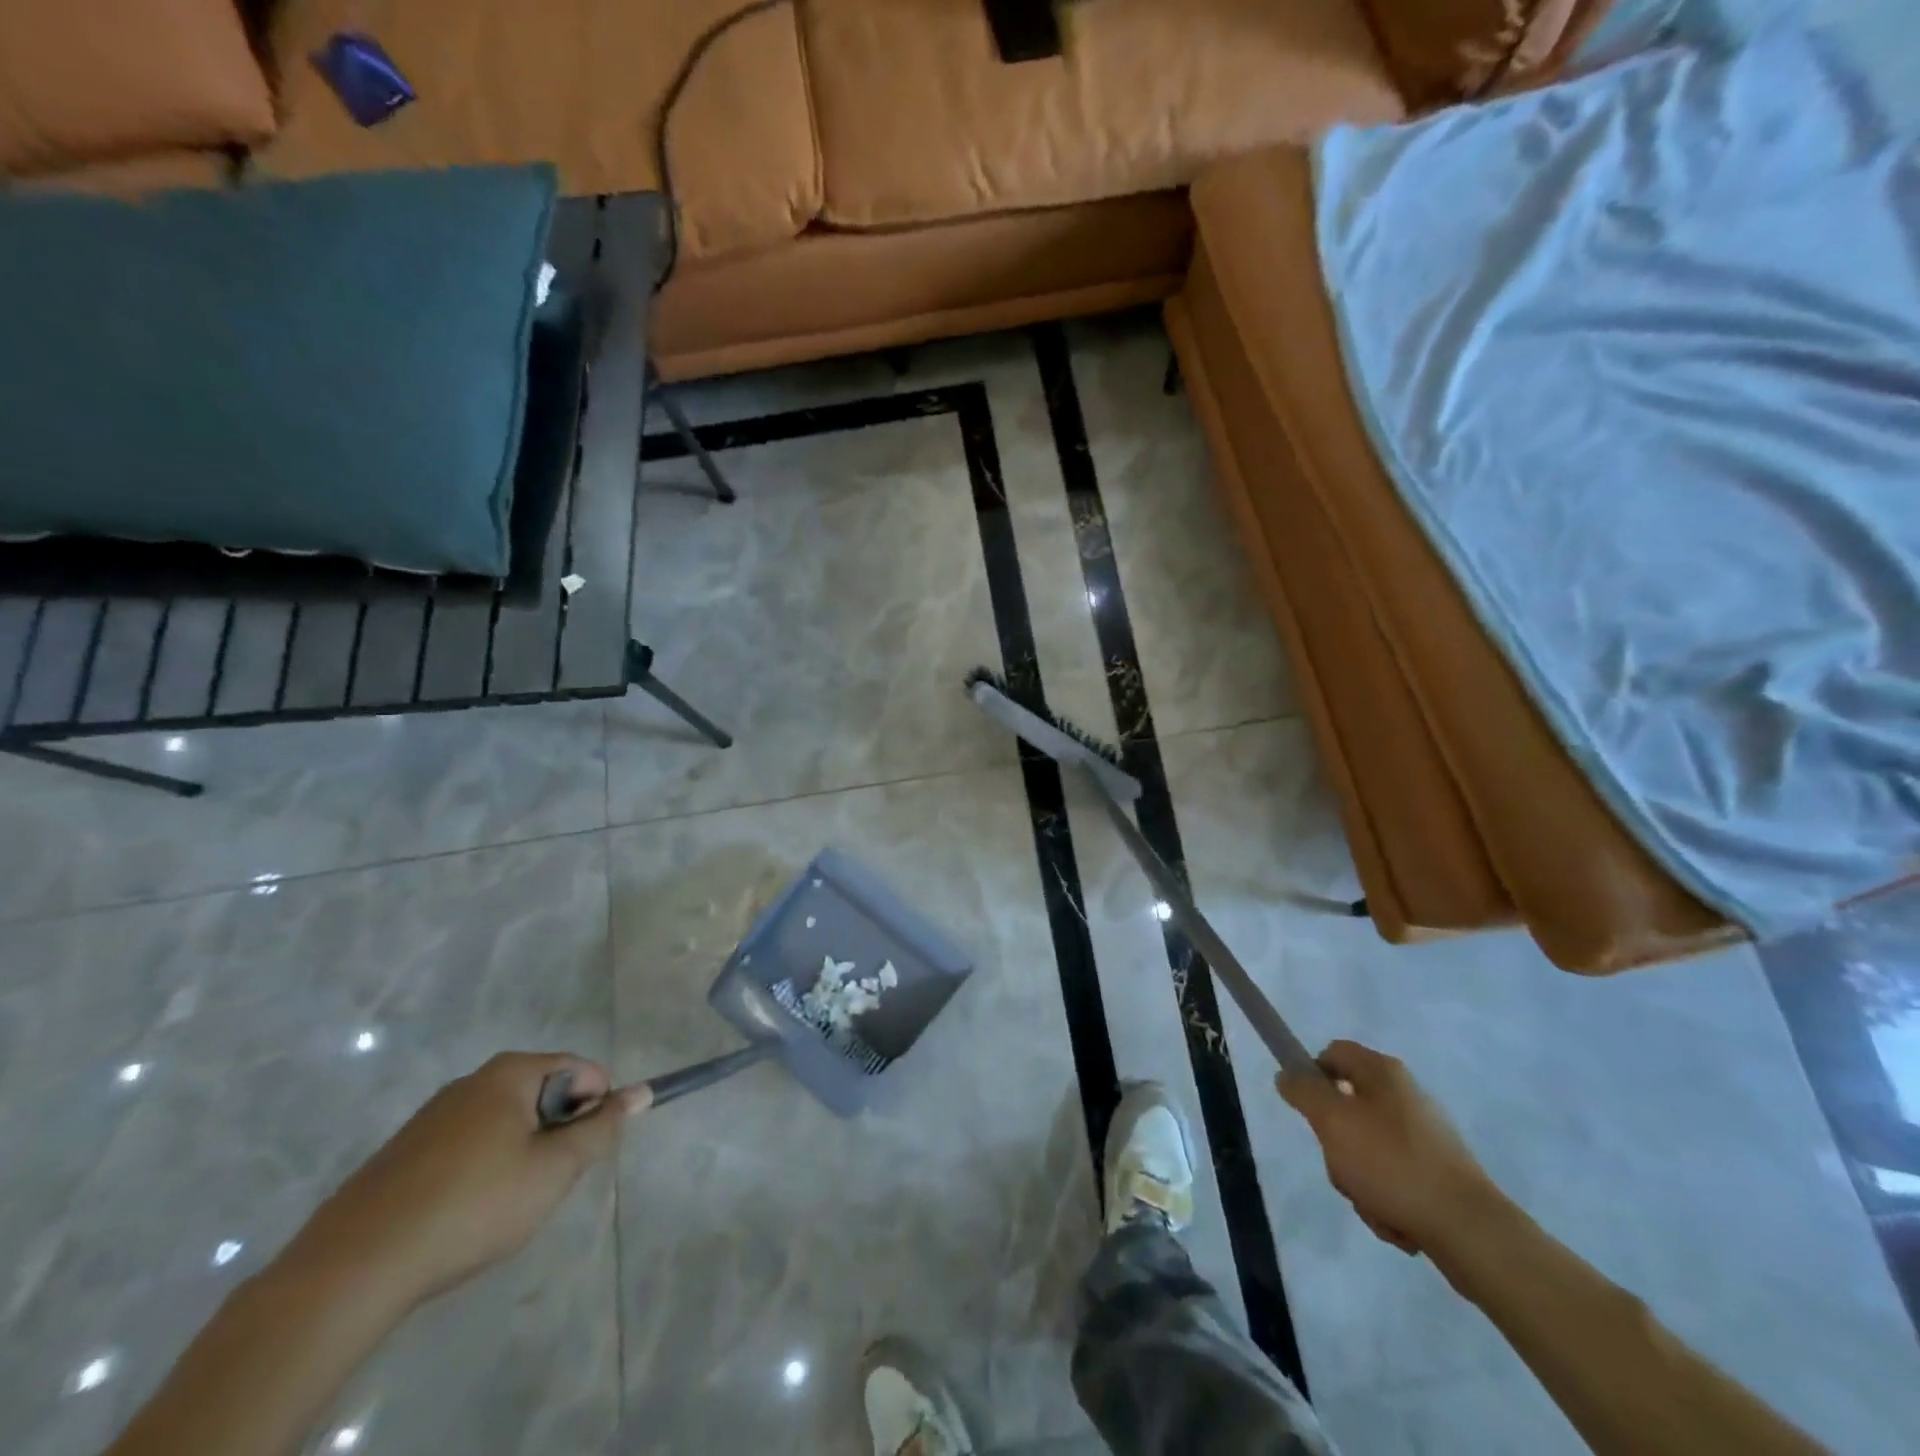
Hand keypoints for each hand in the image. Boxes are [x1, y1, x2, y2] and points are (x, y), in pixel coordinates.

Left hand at [293, 1053, 647, 1305]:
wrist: (350, 1271)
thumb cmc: (472, 1206)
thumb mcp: (554, 1170)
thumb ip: (602, 1128)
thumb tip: (642, 1091)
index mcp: (510, 1073)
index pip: (579, 1068)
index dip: (596, 1105)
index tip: (586, 1151)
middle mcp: (470, 1082)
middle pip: (541, 1092)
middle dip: (556, 1130)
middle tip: (549, 1180)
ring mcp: (430, 1117)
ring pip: (503, 1122)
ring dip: (520, 1152)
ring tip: (506, 1203)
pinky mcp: (401, 1155)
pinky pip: (465, 1146)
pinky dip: (480, 1170)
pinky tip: (465, 1215)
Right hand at [1277, 1040, 1502, 1257]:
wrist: (1470, 1231)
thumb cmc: (1393, 1164)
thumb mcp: (1332, 1120)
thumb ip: (1303, 1091)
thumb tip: (1288, 1074)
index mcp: (1383, 1072)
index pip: (1332, 1053)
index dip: (1311, 1075)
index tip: (1306, 1109)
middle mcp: (1406, 1095)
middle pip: (1346, 1106)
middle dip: (1336, 1142)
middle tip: (1340, 1163)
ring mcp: (1425, 1136)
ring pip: (1366, 1147)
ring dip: (1358, 1177)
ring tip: (1373, 1201)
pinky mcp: (1438, 1173)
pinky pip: (1393, 1177)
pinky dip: (1385, 1198)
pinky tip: (1395, 1219)